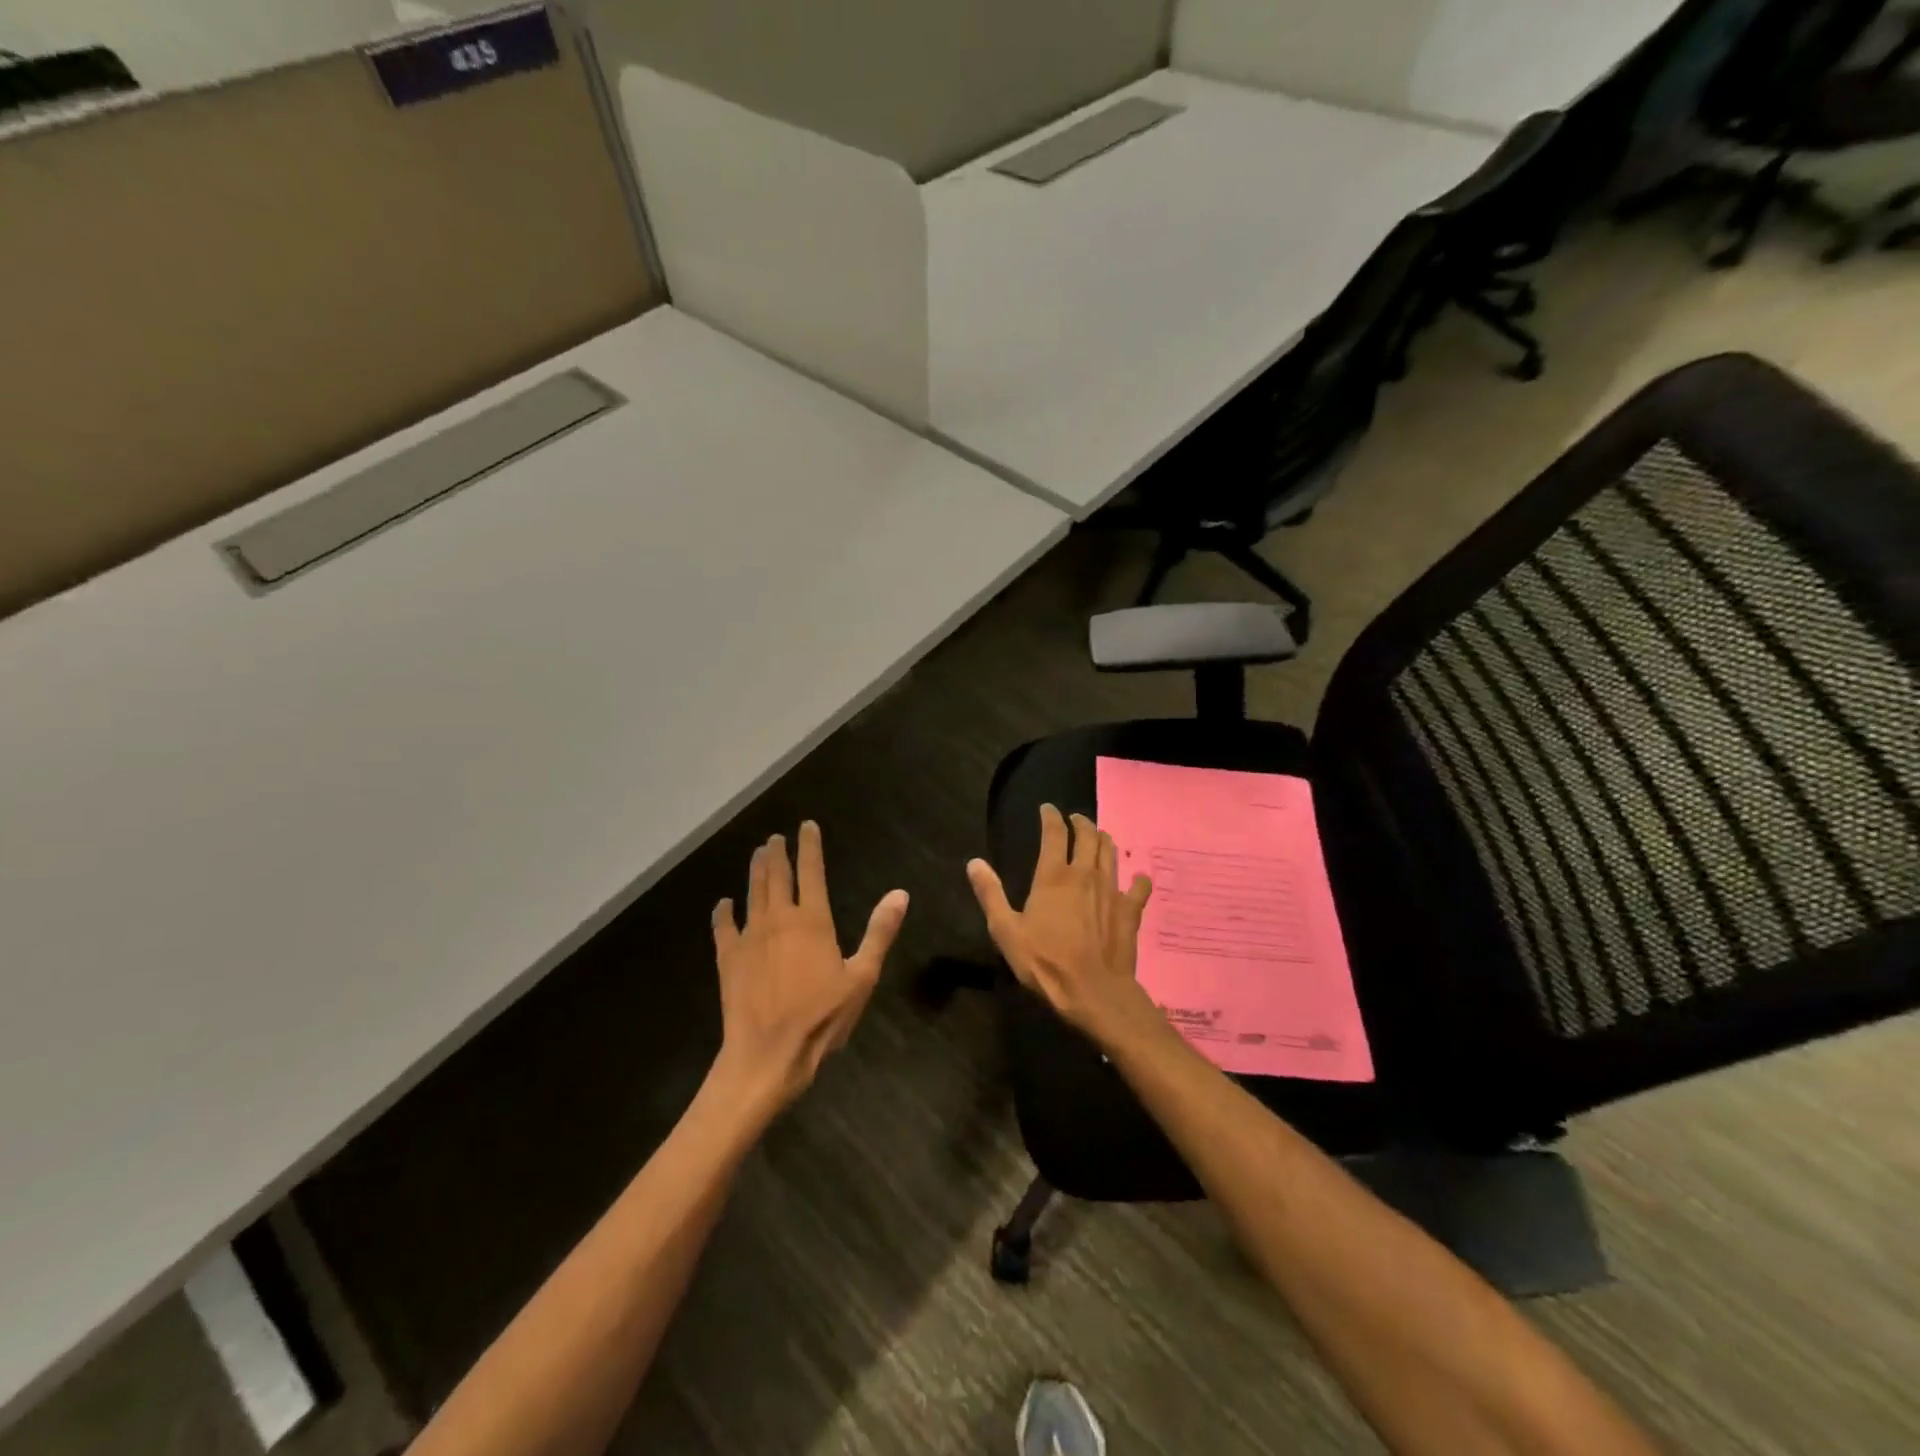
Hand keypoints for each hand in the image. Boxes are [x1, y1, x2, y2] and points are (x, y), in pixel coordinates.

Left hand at [710, 822, 908, 1114]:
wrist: (768, 1053)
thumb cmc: (821, 1017)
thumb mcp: (862, 977)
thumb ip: (879, 932)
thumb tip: (900, 894)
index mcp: (812, 921)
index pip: (811, 871)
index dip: (810, 846)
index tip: (807, 826)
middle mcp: (779, 919)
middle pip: (777, 876)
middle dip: (778, 852)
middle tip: (776, 837)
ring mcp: (750, 937)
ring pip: (752, 893)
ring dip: (756, 871)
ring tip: (758, 854)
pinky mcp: (728, 958)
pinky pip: (723, 927)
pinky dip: (723, 912)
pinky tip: (723, 903)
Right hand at [966, 804, 1153, 1038]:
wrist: (1092, 992)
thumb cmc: (1044, 961)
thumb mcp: (1006, 930)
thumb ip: (991, 894)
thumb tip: (975, 862)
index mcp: (1054, 876)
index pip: (1054, 833)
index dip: (1051, 817)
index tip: (1047, 808)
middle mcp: (1085, 874)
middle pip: (1088, 837)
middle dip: (1081, 823)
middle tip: (1075, 820)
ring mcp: (1112, 891)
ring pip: (1111, 854)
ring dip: (1104, 840)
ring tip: (1099, 837)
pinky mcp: (1130, 911)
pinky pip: (1138, 887)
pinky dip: (1138, 879)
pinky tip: (1138, 878)